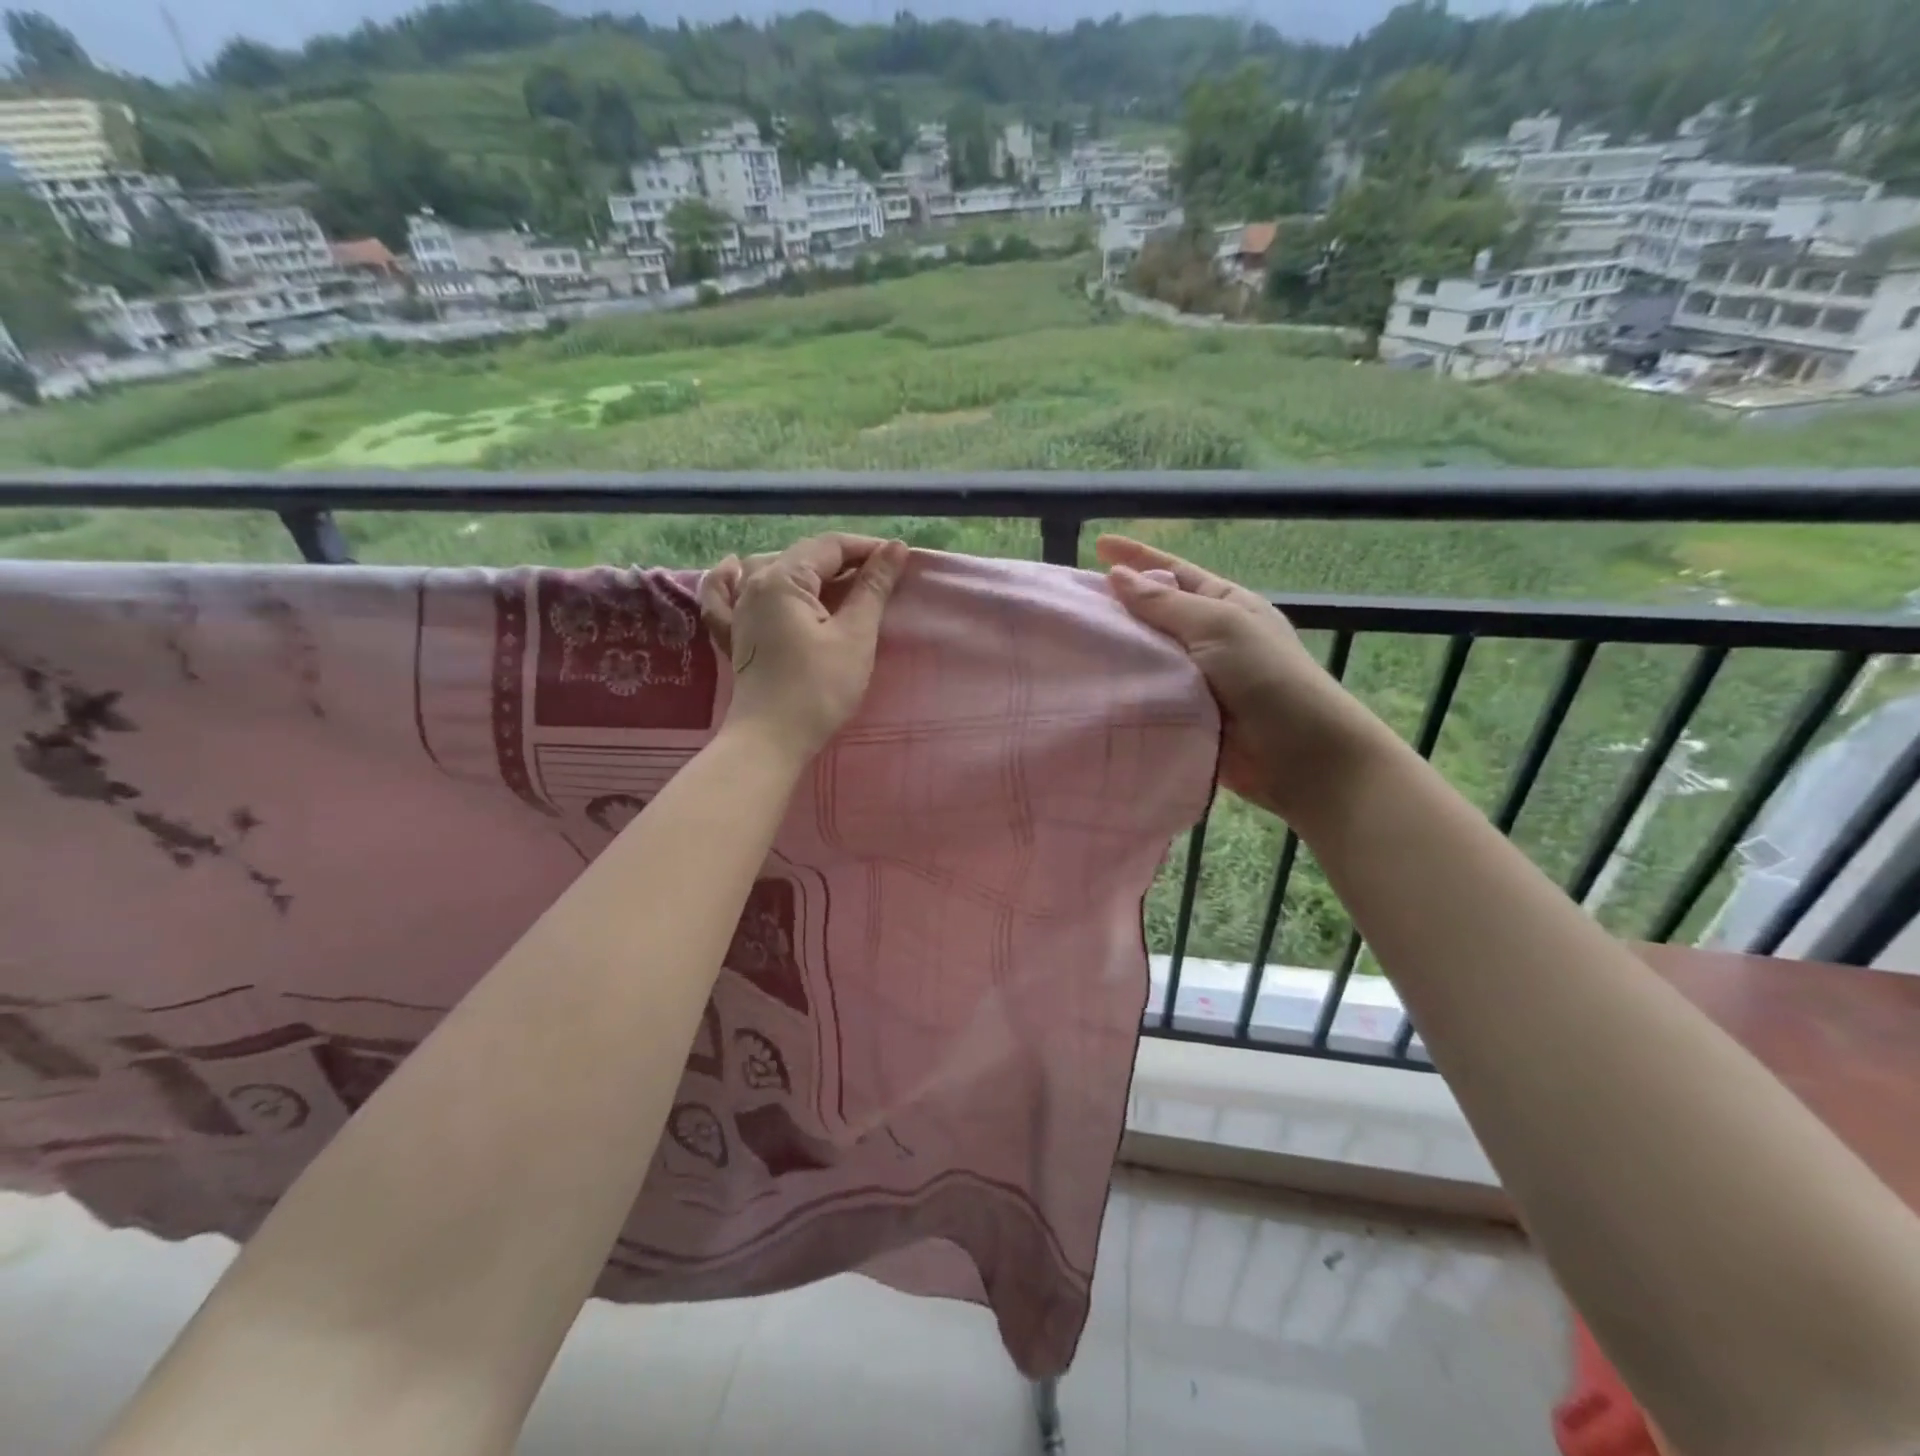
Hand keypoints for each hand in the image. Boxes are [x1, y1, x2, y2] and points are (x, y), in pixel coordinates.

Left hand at [700, 533, 909, 764]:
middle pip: (802, 556)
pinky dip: (732, 579)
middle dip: (843, 560)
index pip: (830, 546)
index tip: (898, 560)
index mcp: (783, 578)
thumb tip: (896, 548)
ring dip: (804, 567)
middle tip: (880, 576)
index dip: (867, 548)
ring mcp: (737, 609)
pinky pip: (726, 595)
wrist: (771, 740)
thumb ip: (873, 588)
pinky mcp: (733, 635)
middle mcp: (753, 584)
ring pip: (770, 570)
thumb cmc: (819, 689)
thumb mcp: (854, 636)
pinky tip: (734, 568)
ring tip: (835, 579)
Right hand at [1097, 534, 1391, 825]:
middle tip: (1071, 602)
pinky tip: (1091, 685)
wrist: (1298, 754)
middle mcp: (1208, 638)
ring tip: (1070, 642)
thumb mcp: (1218, 626)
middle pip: (1154, 613)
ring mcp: (1196, 678)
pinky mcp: (1184, 714)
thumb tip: (1119, 576)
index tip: (1098, 545)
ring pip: (1147, 656)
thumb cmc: (1266, 677)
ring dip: (1116, 650)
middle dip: (1118, 605)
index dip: (1137, 557)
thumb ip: (1165, 604)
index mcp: (1224, 605)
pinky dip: (1124, 688)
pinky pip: (1147, 693)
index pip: (1173, 572)